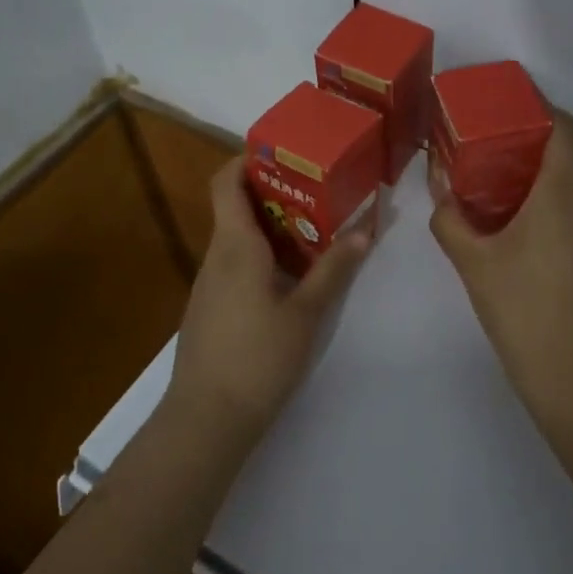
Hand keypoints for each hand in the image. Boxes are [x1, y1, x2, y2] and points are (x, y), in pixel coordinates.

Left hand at [167, 160, 371, 443]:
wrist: (207, 418)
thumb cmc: (258, 357)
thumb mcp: (306, 312)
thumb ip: (334, 269)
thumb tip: (365, 230)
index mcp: (235, 245)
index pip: (227, 181)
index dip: (248, 159)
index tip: (284, 154)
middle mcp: (216, 255)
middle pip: (236, 207)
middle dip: (275, 194)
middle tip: (318, 192)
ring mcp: (209, 283)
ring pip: (238, 238)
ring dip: (272, 228)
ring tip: (315, 230)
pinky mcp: (210, 307)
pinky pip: (235, 265)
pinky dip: (262, 257)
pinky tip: (291, 277)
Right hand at [429, 108, 572, 421]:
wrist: (571, 371)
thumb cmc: (520, 307)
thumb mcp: (472, 261)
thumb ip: (449, 218)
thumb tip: (439, 190)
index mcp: (562, 191)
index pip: (564, 127)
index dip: (541, 106)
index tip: (509, 99)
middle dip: (547, 127)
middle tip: (503, 128)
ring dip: (559, 155)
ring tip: (514, 160)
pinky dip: (565, 182)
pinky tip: (530, 203)